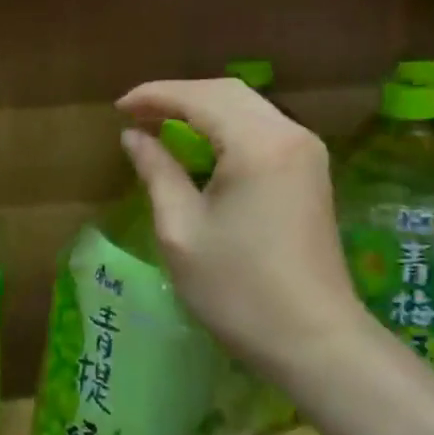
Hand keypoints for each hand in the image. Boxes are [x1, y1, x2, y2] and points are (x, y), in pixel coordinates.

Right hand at [116, 79, 357, 379]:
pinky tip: (202, 145)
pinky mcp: (312, 172)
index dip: (155, 96)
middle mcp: (289, 134)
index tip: (118, 107)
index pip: (199, 97)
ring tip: (161, 125)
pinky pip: (264, 129)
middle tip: (136, 114)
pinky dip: (227, 127)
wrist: (314, 342)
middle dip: (178, 96)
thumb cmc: (238, 290)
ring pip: (248, 107)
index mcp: (258, 144)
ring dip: (203, 109)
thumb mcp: (181, 230)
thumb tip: (134, 137)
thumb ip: (157, 171)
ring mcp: (307, 152)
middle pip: (228, 92)